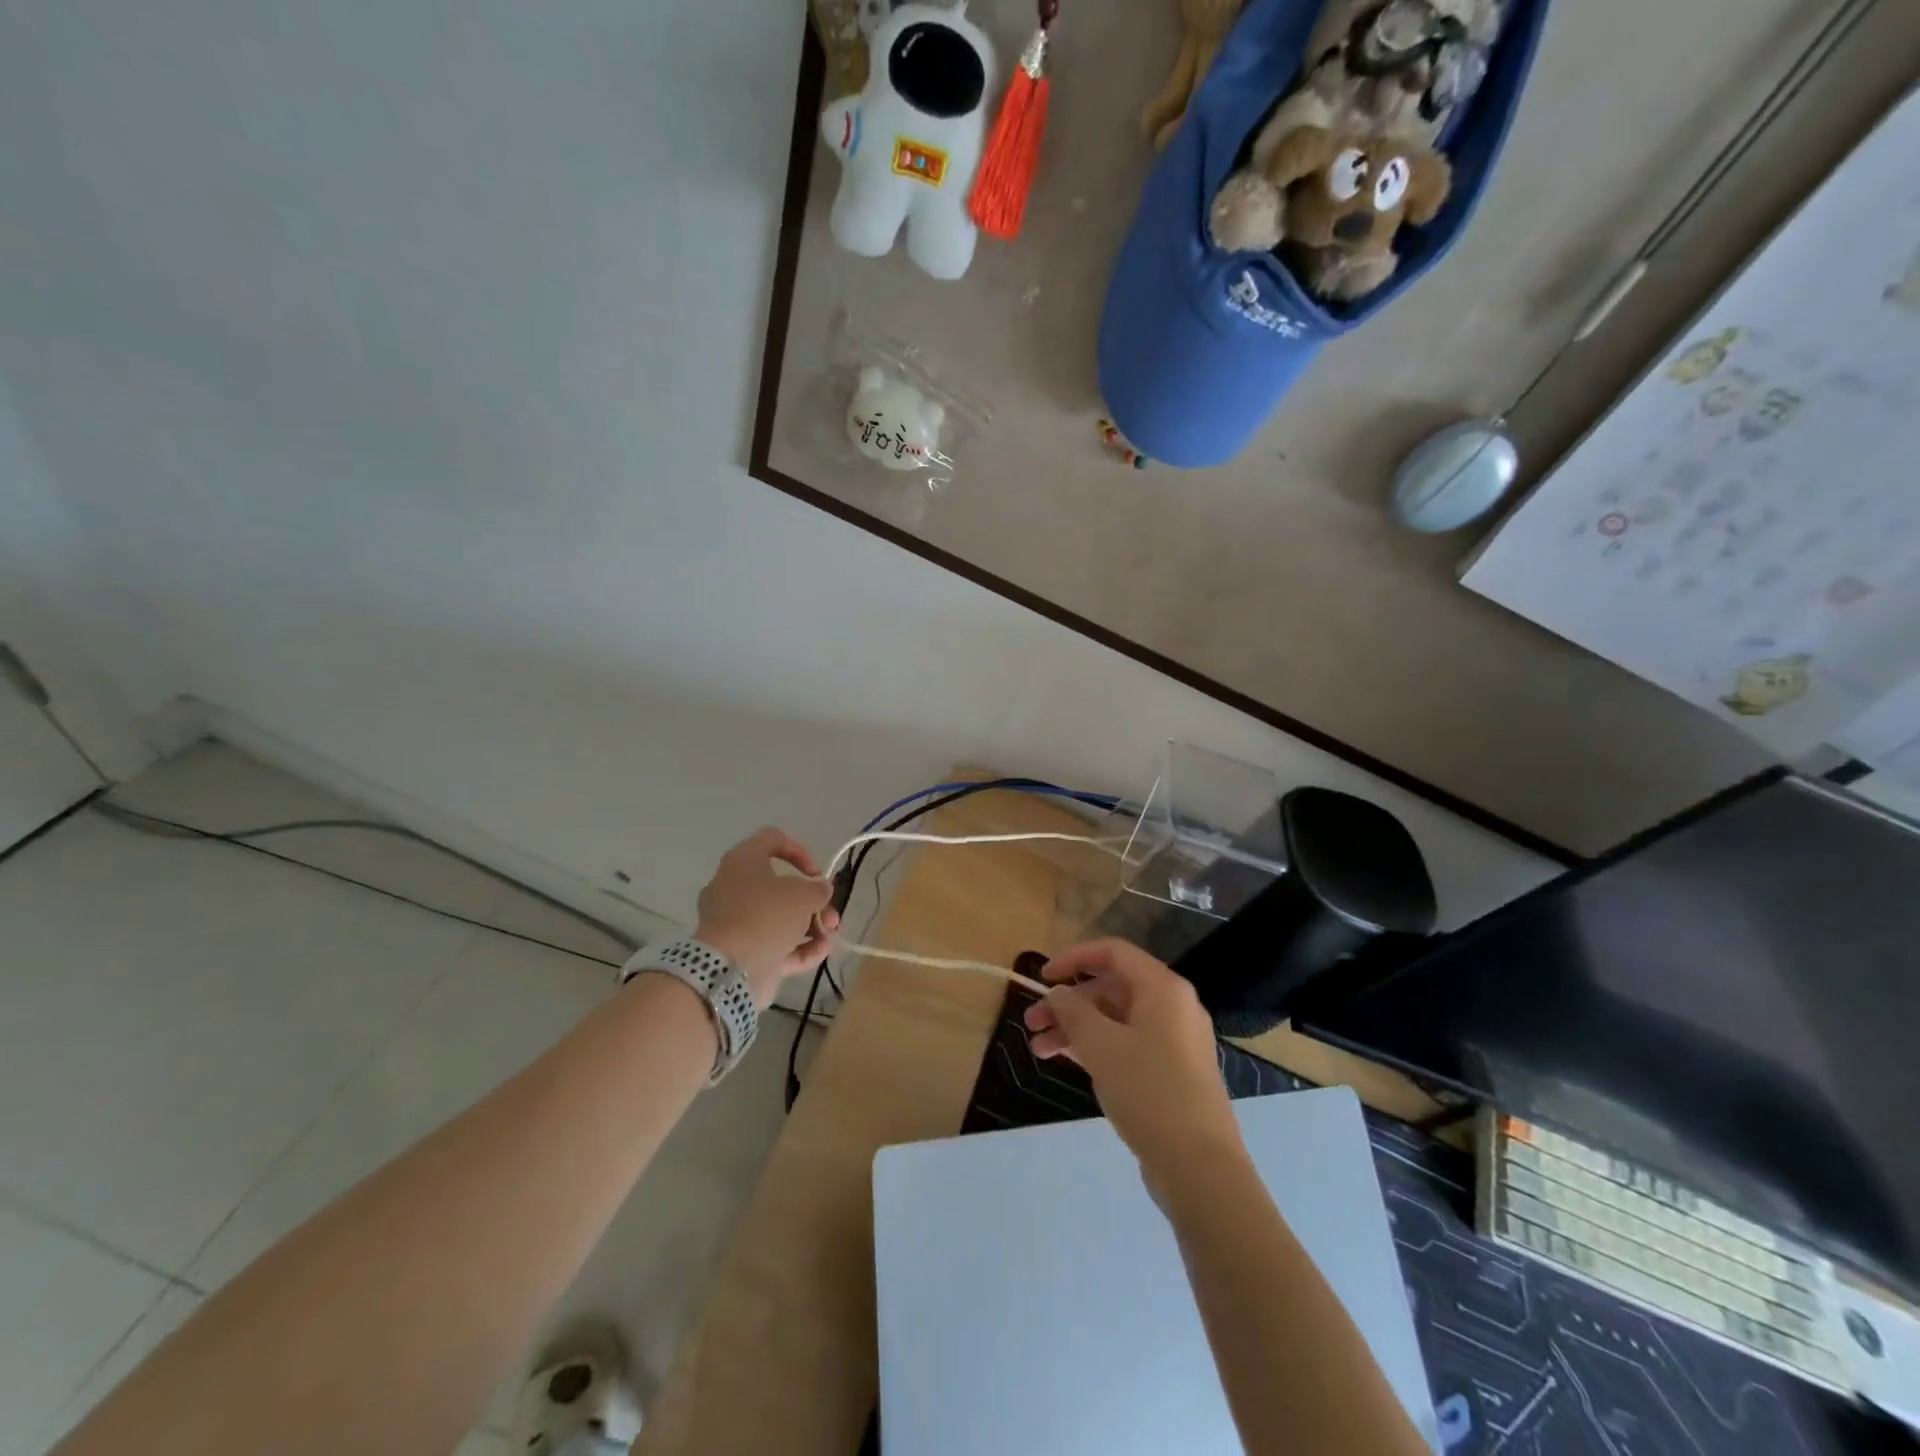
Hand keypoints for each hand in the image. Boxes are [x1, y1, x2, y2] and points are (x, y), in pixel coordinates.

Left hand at [693, 828, 837, 1008]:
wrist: (729, 969)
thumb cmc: (766, 916)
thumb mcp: (804, 895)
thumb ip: (818, 889)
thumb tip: (819, 889)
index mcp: (742, 862)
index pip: (772, 840)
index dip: (799, 852)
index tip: (816, 874)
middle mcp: (733, 888)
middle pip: (779, 887)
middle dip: (811, 901)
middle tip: (830, 913)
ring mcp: (735, 923)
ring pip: (778, 918)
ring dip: (810, 925)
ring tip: (830, 935)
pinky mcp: (740, 952)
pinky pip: (773, 944)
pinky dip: (798, 947)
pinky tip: (822, 951)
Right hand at [1024, 939, 1241, 1180]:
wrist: (1200, 1168)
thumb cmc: (1149, 1092)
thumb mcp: (1101, 1046)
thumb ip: (1073, 1012)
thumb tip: (1058, 993)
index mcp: (1163, 988)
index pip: (1113, 952)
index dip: (1074, 958)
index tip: (1042, 976)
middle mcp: (1173, 1006)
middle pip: (1112, 988)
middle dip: (1068, 1002)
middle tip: (1032, 1023)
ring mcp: (1175, 1041)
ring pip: (1116, 1019)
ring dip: (1077, 1028)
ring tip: (1039, 1050)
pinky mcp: (1172, 1072)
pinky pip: (1128, 1044)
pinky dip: (1097, 1048)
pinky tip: (1067, 1061)